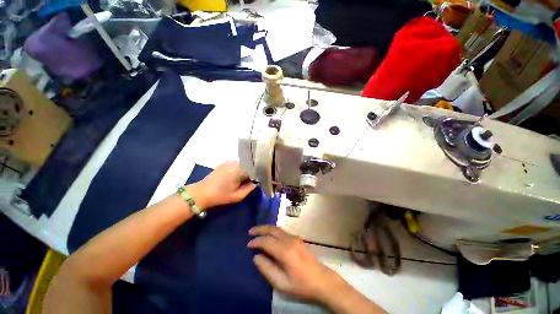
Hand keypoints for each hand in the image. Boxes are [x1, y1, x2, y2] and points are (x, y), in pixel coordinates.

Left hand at [187, 161, 255, 209]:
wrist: (201, 193)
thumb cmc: (220, 196)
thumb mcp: (238, 196)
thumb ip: (250, 188)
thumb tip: (256, 182)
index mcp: (239, 170)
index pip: (254, 169)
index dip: (257, 175)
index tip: (256, 182)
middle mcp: (235, 162)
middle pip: (249, 165)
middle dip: (251, 173)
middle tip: (249, 182)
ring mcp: (229, 161)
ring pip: (243, 164)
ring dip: (245, 171)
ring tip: (242, 179)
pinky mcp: (225, 162)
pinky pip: (237, 164)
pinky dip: (239, 169)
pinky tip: (236, 176)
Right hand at [247, 225, 346, 302]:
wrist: (322, 280)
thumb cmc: (301, 285)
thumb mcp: (281, 283)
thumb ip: (267, 269)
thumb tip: (256, 256)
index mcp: (285, 251)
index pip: (267, 241)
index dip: (256, 241)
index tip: (248, 245)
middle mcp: (290, 240)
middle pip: (272, 229)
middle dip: (260, 229)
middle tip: (250, 231)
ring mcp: (295, 238)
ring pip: (278, 228)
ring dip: (267, 228)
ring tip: (257, 231)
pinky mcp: (298, 239)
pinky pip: (282, 231)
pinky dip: (273, 230)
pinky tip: (270, 235)